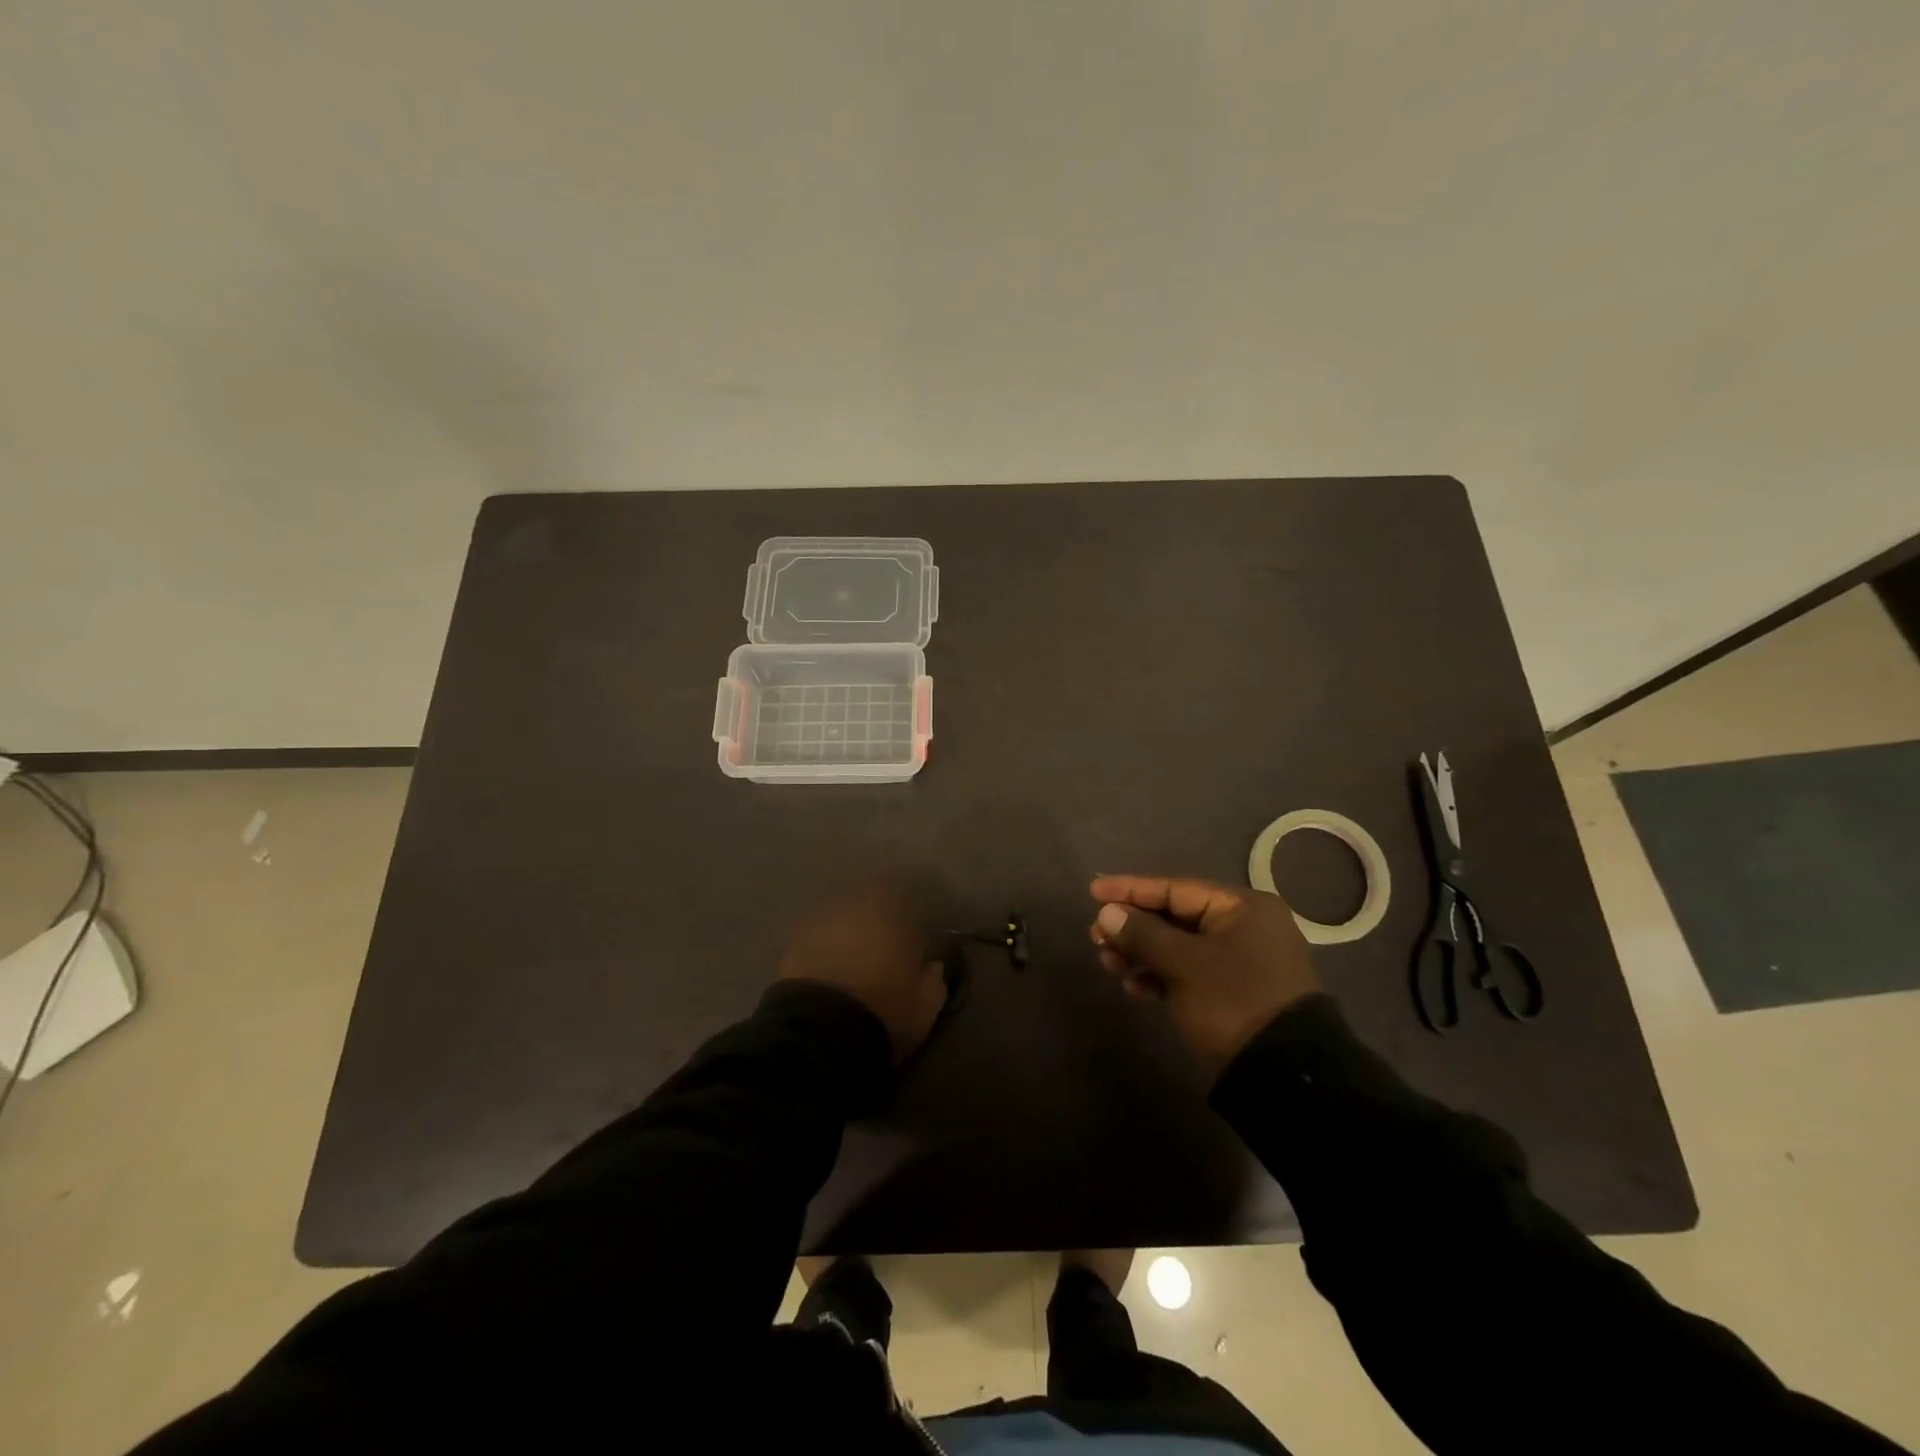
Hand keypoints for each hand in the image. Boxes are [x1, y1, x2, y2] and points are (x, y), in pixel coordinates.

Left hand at [777, 884, 947, 1062]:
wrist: (819, 1031)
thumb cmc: (884, 1010)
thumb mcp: (924, 1007)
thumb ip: (934, 980)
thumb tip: (933, 966)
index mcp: (893, 907)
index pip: (908, 899)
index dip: (912, 921)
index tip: (917, 943)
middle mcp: (855, 901)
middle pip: (871, 903)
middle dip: (879, 922)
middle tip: (885, 952)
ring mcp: (820, 919)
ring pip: (843, 918)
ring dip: (851, 934)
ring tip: (856, 964)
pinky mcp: (794, 941)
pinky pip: (819, 939)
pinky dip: (827, 950)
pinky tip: (832, 973)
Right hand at [1089, 875, 1321, 1082]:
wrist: (1283, 1077)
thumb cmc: (1233, 1002)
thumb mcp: (1184, 964)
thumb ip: (1143, 933)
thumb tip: (1108, 913)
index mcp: (1242, 908)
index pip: (1175, 888)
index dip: (1131, 889)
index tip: (1093, 891)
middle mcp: (1243, 927)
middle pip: (1174, 916)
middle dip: (1133, 926)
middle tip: (1096, 935)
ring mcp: (1239, 962)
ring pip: (1177, 946)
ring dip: (1140, 952)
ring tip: (1107, 962)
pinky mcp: (1231, 992)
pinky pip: (1186, 972)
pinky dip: (1159, 975)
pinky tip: (1133, 986)